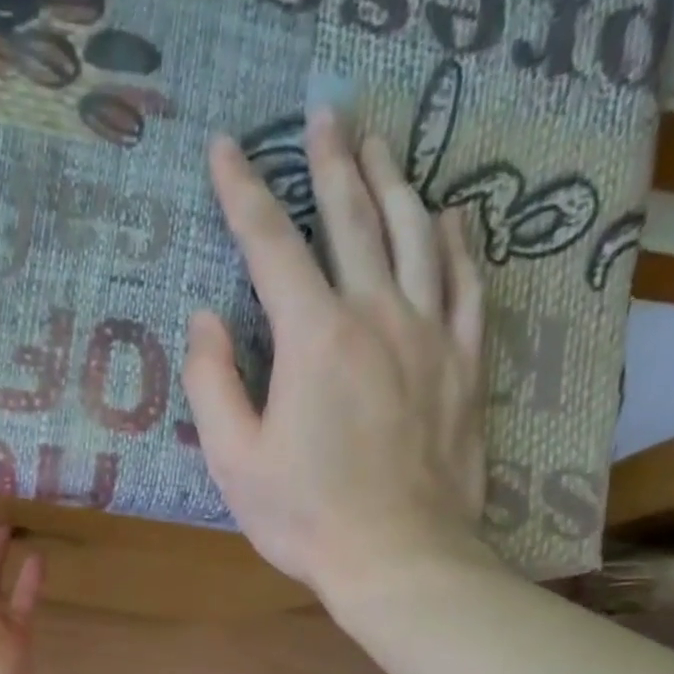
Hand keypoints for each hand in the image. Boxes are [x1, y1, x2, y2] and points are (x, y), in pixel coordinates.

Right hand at [183, 108, 497, 603]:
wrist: (398, 557)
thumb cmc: (305, 516)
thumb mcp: (234, 461)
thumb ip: (211, 384)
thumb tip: (205, 319)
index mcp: (313, 338)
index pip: (271, 244)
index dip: (243, 191)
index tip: (226, 150)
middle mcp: (376, 315)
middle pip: (352, 218)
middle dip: (331, 162)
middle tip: (323, 116)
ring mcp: (430, 335)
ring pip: (416, 235)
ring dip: (395, 182)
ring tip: (381, 145)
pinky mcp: (466, 364)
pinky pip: (468, 283)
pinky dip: (458, 242)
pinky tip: (452, 215)